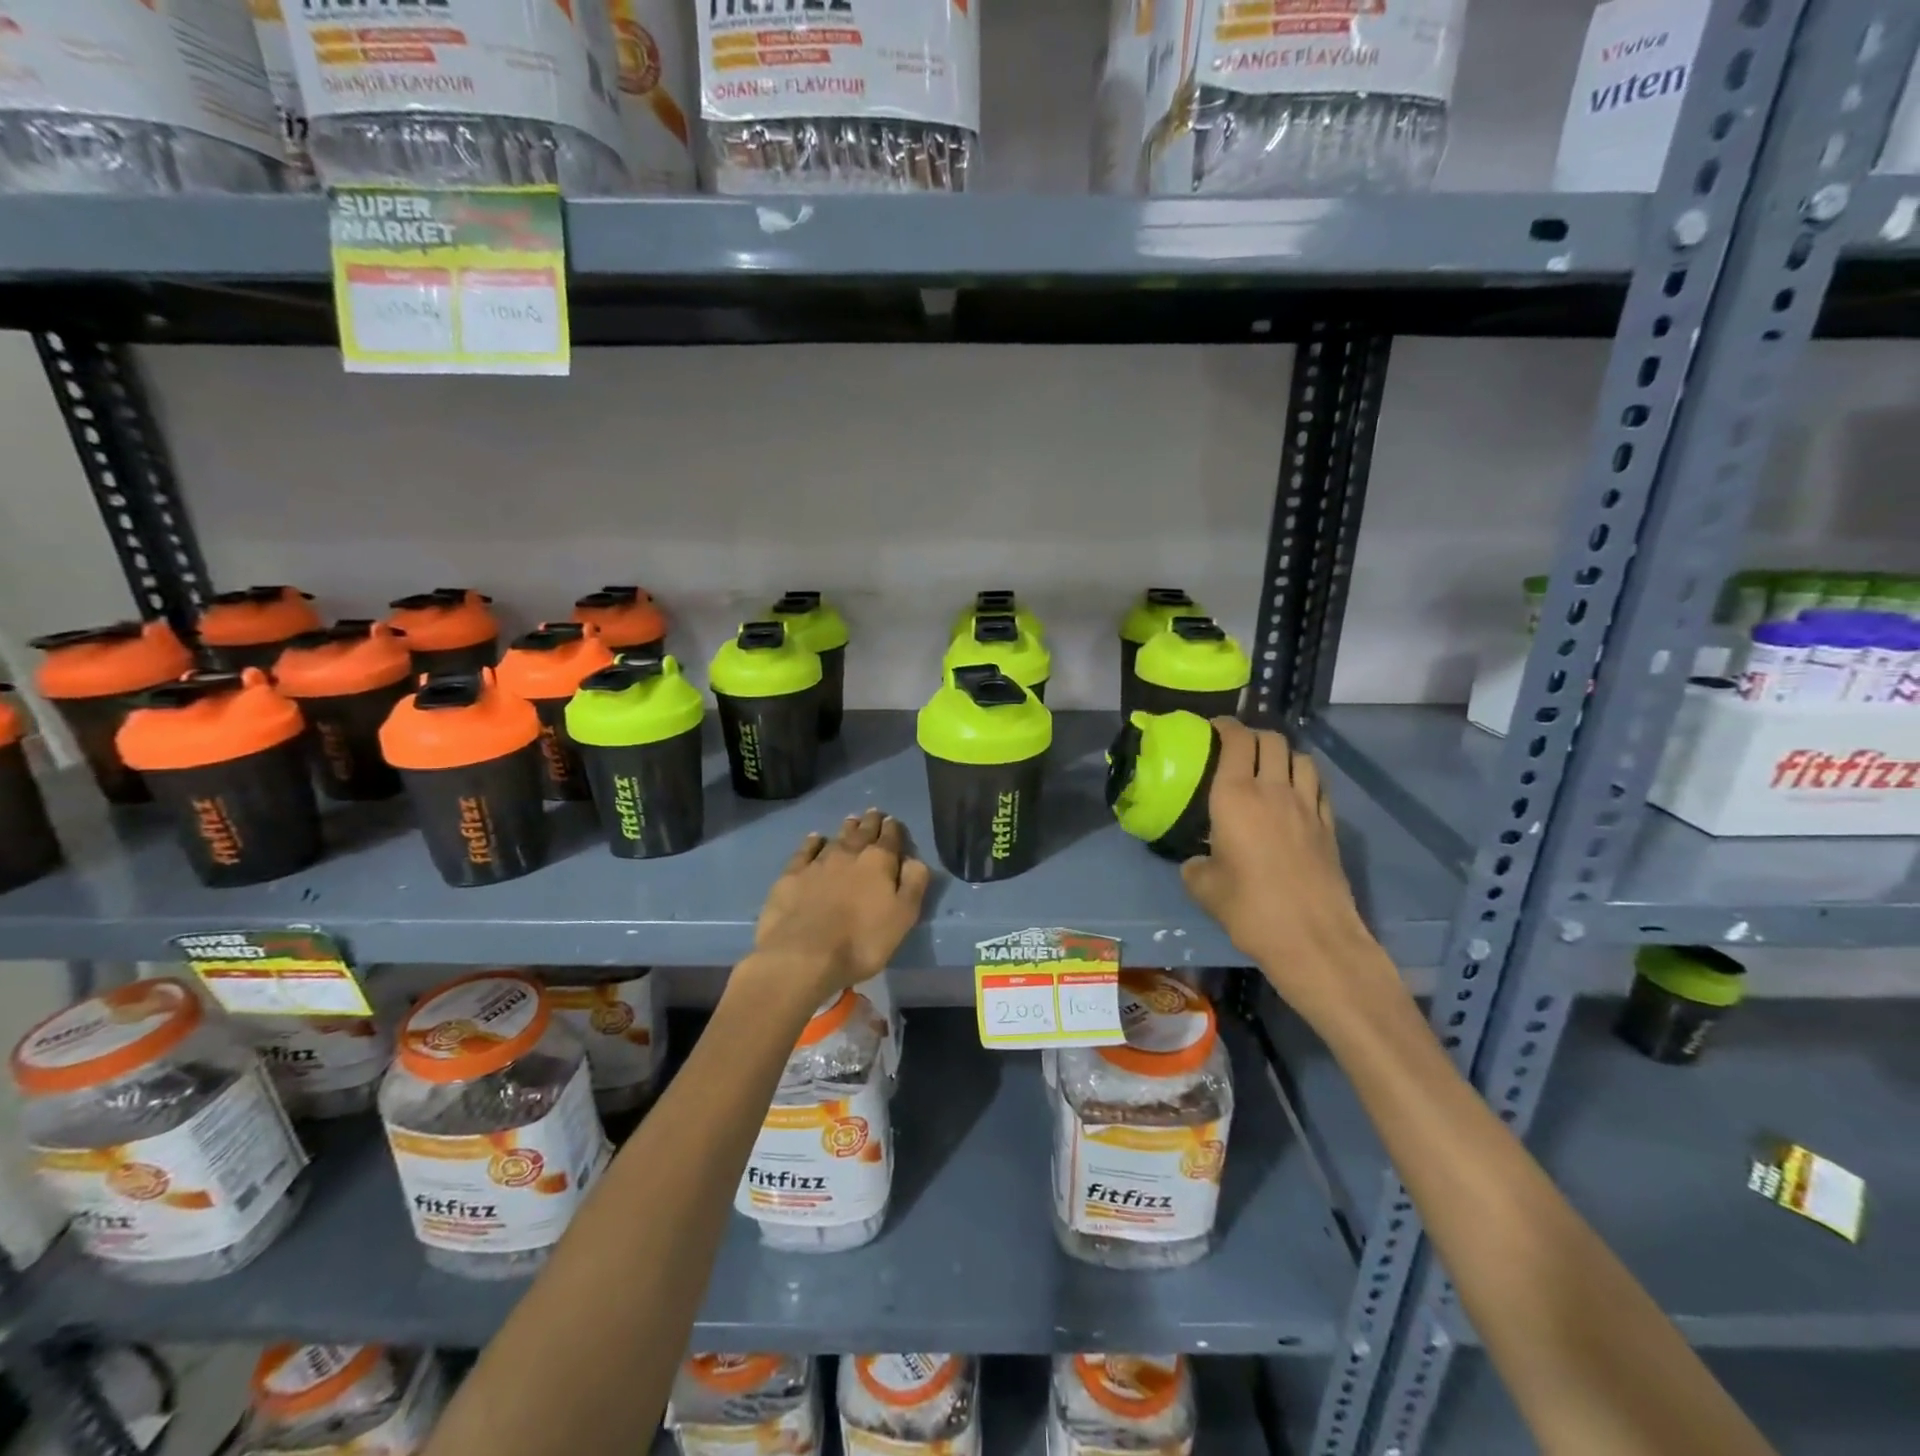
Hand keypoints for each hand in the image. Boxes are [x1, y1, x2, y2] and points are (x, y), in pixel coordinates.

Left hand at [752, 810, 930, 1001]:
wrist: (803, 956)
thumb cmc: (862, 941)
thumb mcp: (903, 917)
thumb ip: (913, 884)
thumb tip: (914, 859)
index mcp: (879, 862)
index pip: (890, 838)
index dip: (894, 829)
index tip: (893, 821)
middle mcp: (849, 854)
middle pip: (863, 832)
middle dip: (871, 822)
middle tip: (874, 813)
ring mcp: (818, 862)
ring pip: (837, 838)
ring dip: (847, 828)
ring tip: (852, 820)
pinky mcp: (792, 875)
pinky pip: (806, 850)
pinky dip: (813, 842)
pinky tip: (816, 838)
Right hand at [1180, 719, 1380, 1011]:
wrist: (1313, 938)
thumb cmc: (1249, 908)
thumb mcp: (1203, 887)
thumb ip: (1195, 863)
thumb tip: (1198, 859)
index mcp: (1235, 796)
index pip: (1236, 740)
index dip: (1224, 726)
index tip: (1212, 727)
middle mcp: (1273, 790)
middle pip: (1271, 740)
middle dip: (1253, 735)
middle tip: (1236, 746)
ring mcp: (1307, 806)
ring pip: (1299, 758)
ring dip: (1282, 753)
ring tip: (1268, 766)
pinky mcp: (1329, 826)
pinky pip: (1317, 786)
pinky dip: (1304, 779)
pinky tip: (1294, 794)